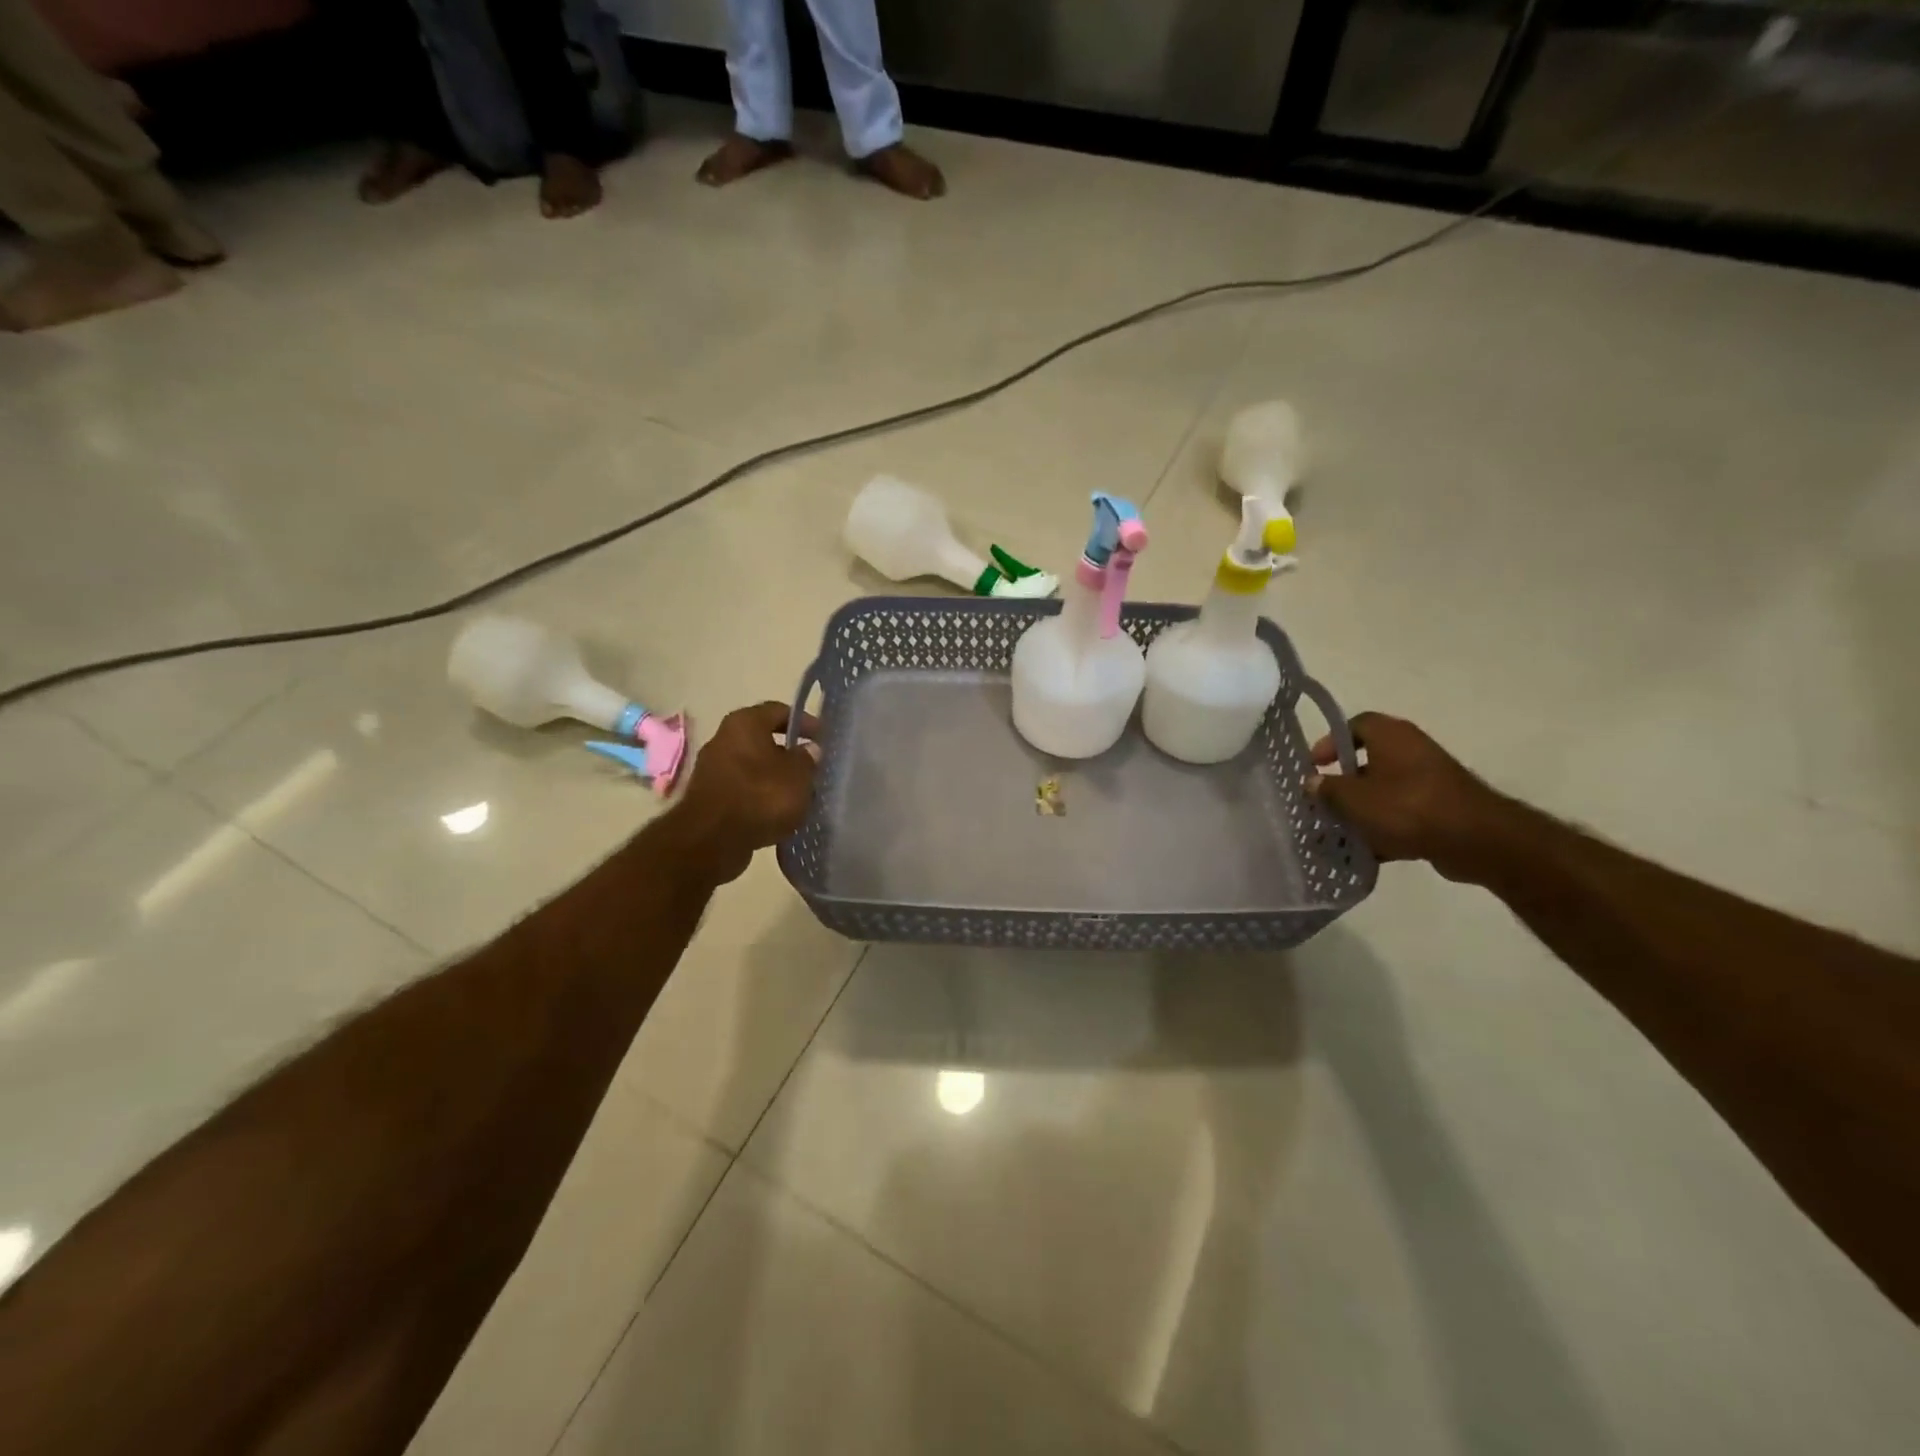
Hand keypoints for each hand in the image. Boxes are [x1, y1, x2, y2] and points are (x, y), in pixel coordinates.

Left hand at [667, 702, 819, 885]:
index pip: (780, 711)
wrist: (712, 840)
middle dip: (789, 752)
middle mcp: (724, 738)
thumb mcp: (798, 776)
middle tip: (813, 767)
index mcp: (745, 723)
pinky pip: (743, 789)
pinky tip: (779, 812)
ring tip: (800, 793)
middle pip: (764, 739)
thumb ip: (808, 759)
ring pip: (754, 766)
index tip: (824, 738)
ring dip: (775, 777)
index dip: (805, 722)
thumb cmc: (760, 797)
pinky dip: (761, 796)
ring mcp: (713, 768)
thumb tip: (810, 750)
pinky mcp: (710, 796)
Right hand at [1308, 713, 1509, 882]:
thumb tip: (1312, 782)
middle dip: (1344, 783)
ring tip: (1339, 831)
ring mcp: (1429, 780)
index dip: (1330, 742)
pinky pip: (1403, 814)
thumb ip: (1327, 789)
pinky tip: (1367, 850)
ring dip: (1362, 809)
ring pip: (1384, 790)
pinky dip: (1385, 828)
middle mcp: (1411, 750)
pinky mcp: (1441, 808)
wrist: (1474, 839)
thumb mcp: (1353, 798)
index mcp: (1390, 735)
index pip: (1354, 725)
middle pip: (1368, 760)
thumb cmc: (1406, 806)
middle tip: (1323, 802)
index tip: (1315, 766)